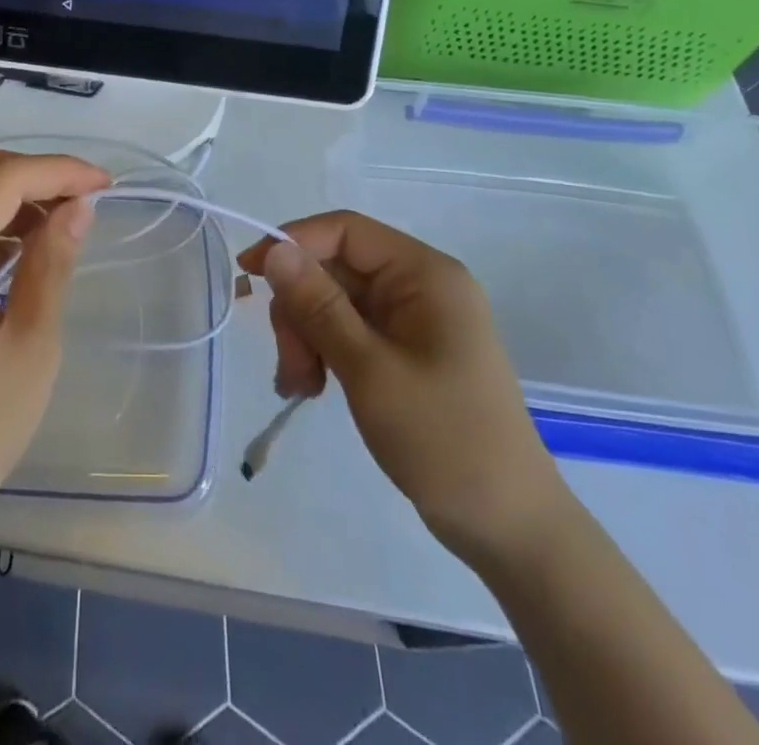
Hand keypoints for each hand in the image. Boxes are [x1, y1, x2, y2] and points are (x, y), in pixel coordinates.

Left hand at [0, 147, 109, 552]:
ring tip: (58, 223)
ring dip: (8, 192)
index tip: (107, 186)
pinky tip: (17, 248)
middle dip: (35, 174)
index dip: (60, 171)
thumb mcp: (30, 346)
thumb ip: (52, 263)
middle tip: (83, 203)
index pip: (5, 178)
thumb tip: (77, 206)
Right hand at [239, 212, 570, 569]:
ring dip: (306, 336)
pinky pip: (348, 330)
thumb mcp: (370, 370)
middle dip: (300, 310)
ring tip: (299, 387)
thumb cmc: (444, 440)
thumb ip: (318, 306)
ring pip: (334, 301)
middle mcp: (419, 285)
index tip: (249, 274)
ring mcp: (413, 319)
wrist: (510, 528)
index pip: (345, 230)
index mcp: (425, 274)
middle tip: (289, 366)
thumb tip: (274, 250)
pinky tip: (311, 387)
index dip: (293, 243)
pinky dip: (323, 352)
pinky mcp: (405, 350)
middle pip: (335, 268)